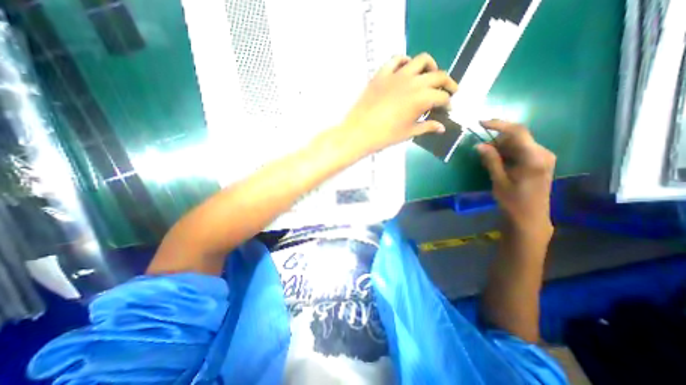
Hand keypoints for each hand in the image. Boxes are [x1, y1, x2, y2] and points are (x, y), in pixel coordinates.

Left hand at [337, 52, 456, 156]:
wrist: (359, 132)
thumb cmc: (385, 136)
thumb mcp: (408, 133)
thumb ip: (427, 127)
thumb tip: (442, 127)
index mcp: (422, 98)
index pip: (442, 97)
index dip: (447, 103)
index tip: (447, 109)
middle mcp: (413, 82)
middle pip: (438, 76)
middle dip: (447, 83)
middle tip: (448, 91)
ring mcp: (397, 75)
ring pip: (421, 60)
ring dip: (430, 67)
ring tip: (429, 77)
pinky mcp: (381, 74)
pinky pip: (396, 60)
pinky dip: (405, 62)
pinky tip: (406, 70)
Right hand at [478, 120, 555, 237]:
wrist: (530, 218)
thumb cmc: (513, 201)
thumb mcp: (498, 180)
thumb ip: (491, 160)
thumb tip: (479, 145)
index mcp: (534, 158)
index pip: (517, 132)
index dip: (498, 125)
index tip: (480, 123)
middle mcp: (542, 153)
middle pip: (517, 137)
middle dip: (497, 140)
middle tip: (481, 151)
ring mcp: (543, 157)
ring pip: (518, 143)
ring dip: (501, 147)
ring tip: (488, 159)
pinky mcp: (540, 162)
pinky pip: (521, 151)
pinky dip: (507, 153)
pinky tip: (499, 163)